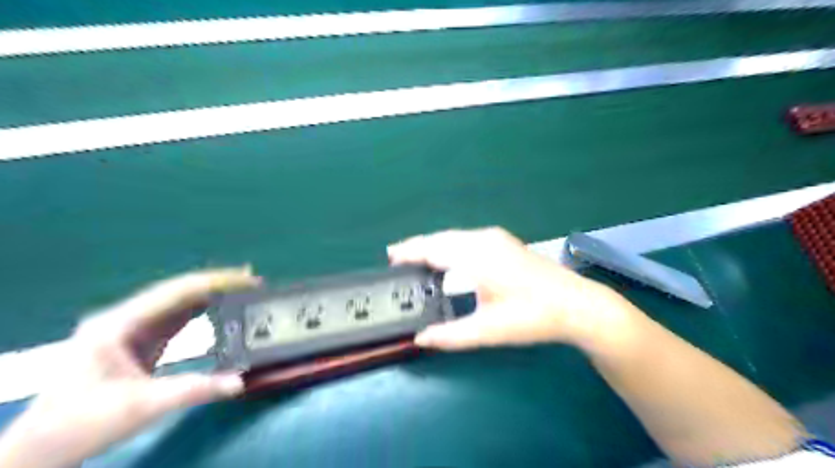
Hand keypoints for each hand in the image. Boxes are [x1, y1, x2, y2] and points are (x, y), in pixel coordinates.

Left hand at [0, 266, 259, 467]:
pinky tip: (219, 309)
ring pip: (177, 303)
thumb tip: (240, 381)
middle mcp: (124, 319)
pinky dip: (200, 312)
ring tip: (243, 290)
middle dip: (217, 284)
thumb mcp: (141, 407)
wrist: (38, 452)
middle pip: (178, 292)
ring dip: (210, 296)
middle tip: (252, 281)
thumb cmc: (80, 425)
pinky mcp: (137, 343)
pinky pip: (175, 319)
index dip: (215, 282)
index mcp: (119, 324)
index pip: (176, 291)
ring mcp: (129, 330)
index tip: (247, 279)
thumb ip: (194, 390)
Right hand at [387, 227, 636, 350]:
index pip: (434, 249)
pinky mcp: (503, 242)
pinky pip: (466, 238)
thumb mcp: (488, 330)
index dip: (410, 252)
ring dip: (433, 245)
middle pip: (441, 237)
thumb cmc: (532, 316)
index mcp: (477, 256)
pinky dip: (449, 245)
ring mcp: (496, 238)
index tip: (389, 257)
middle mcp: (484, 239)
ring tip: (415, 258)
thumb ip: (450, 335)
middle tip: (396, 258)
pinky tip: (446, 257)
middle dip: (418, 246)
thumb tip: (420, 338)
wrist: (576, 305)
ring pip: (454, 236)